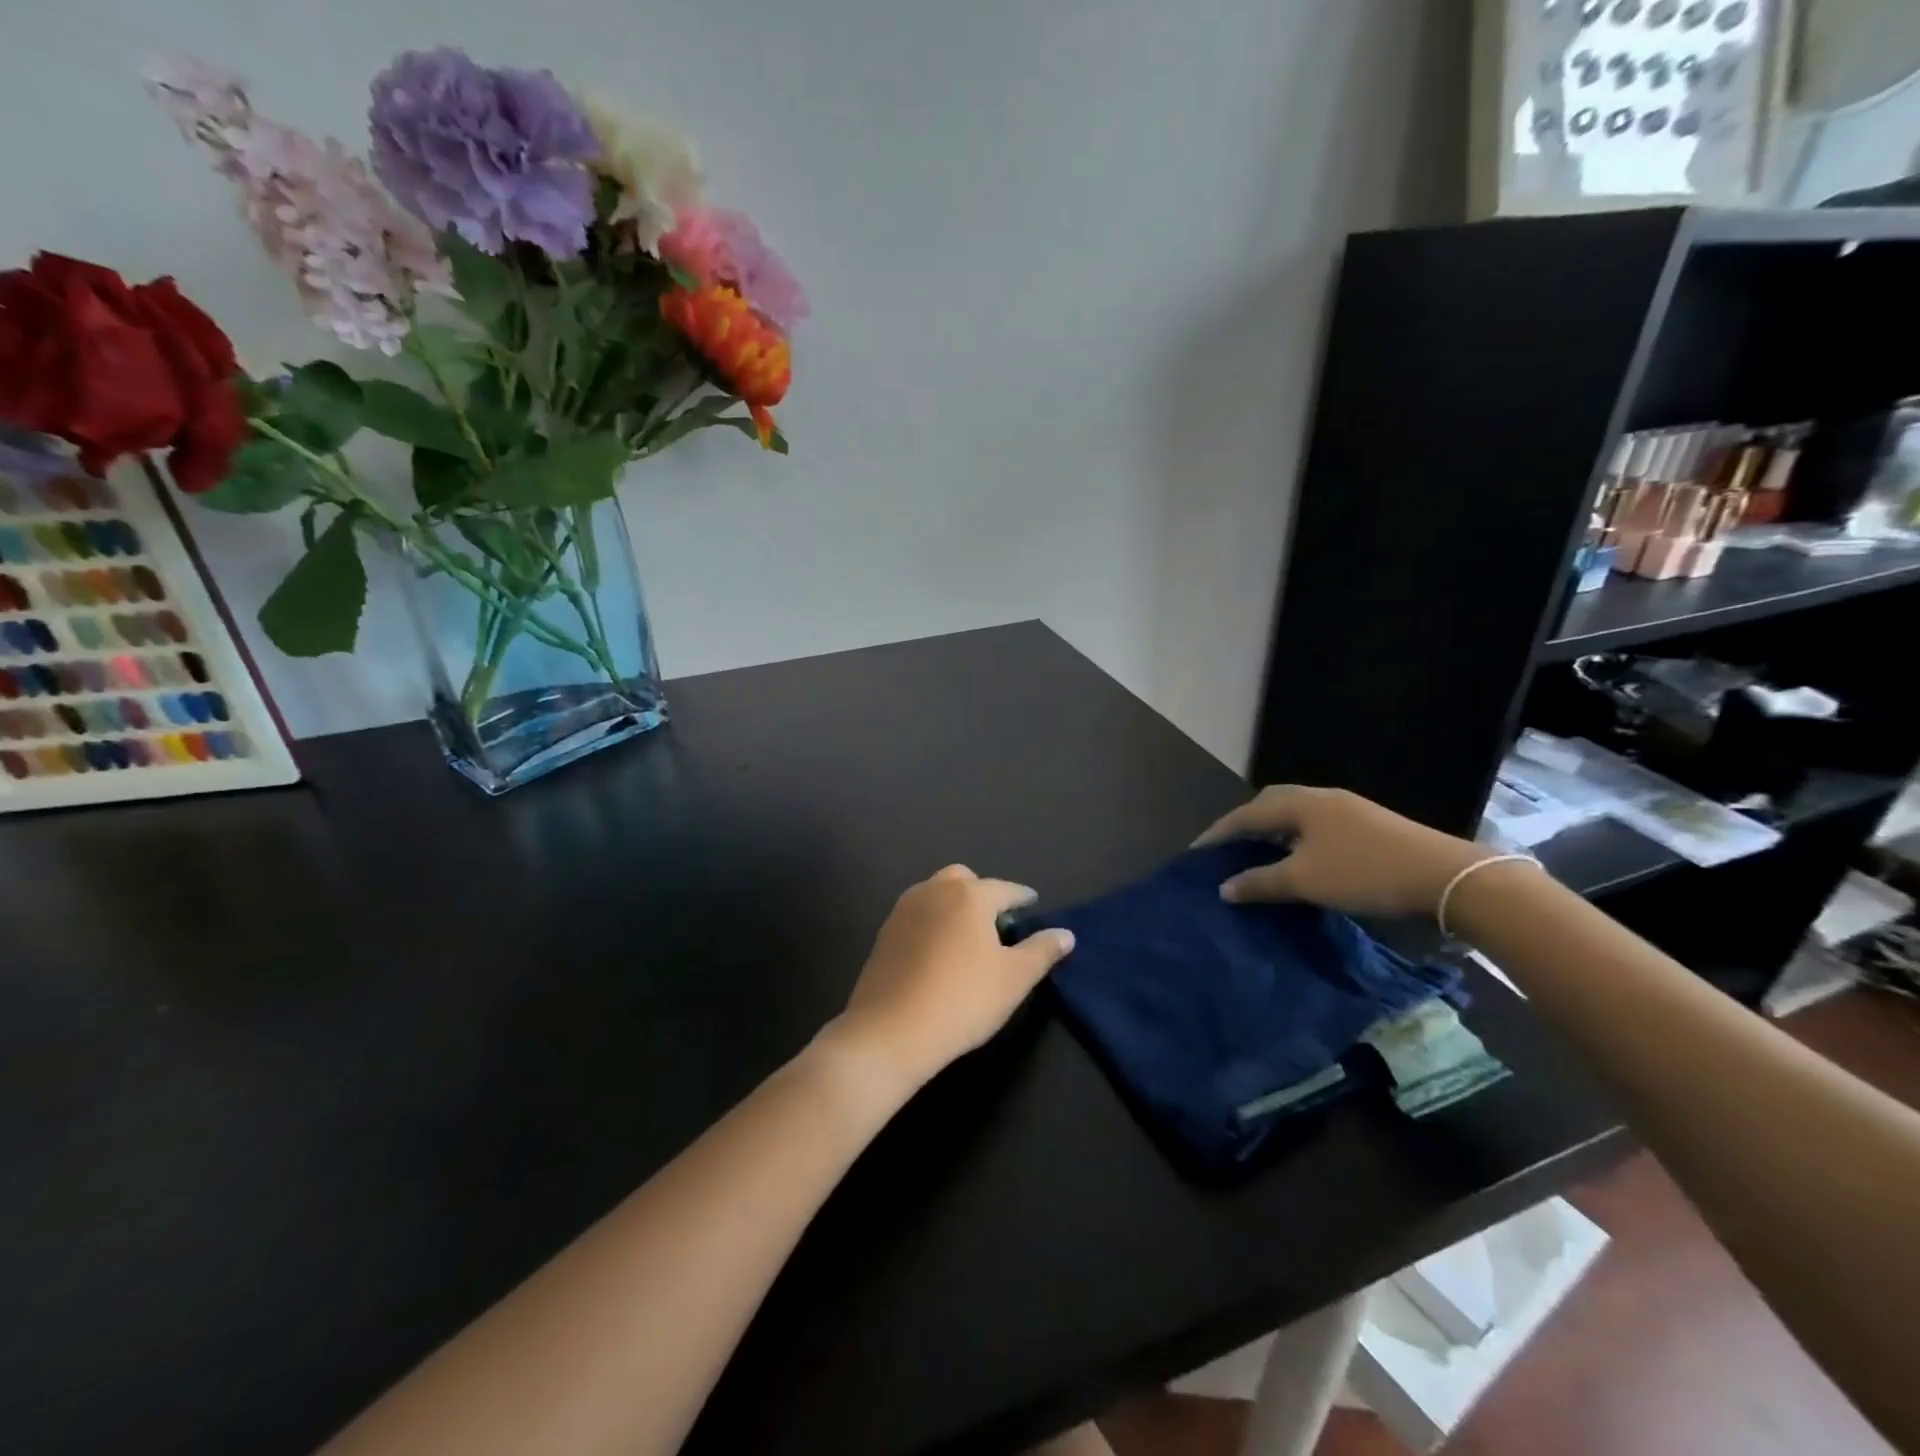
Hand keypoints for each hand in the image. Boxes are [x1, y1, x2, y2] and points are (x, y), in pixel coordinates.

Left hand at [828, 866, 1075, 1090]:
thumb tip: (1066, 934)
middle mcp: (934, 891)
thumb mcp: (1014, 979)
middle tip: (998, 920)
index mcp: (969, 896)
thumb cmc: (963, 1001)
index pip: (1005, 888)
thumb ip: (1042, 951)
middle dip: (983, 892)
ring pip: (935, 893)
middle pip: (964, 880)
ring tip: (969, 934)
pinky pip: (917, 914)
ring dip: (954, 904)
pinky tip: (939, 950)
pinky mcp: (884, 933)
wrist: (891, 1031)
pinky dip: (933, 921)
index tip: (1032, 904)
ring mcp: (904, 910)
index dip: (1023, 896)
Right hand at [1195, 785, 1489, 917]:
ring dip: (1273, 831)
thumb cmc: (1364, 873)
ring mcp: (1349, 810)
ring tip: (1258, 853)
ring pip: (1297, 815)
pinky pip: (1317, 825)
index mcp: (1301, 804)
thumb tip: (1223, 888)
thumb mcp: (1305, 881)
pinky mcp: (1370, 825)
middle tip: (1227, 846)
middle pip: (1271, 803)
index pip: (1247, 814)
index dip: (1219, 833)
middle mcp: (1322, 798)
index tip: (1196, 851)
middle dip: (1246, 823)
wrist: (1445, 877)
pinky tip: (1300, 859)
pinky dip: (1297, 838)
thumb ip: (1260, 882)